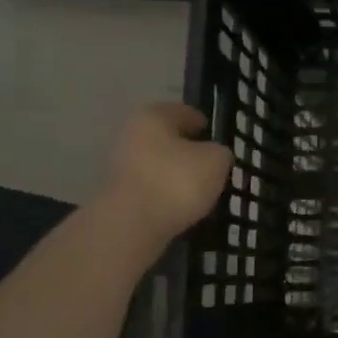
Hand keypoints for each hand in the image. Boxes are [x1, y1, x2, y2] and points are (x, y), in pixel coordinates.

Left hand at [99, 103, 232, 241]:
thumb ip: (220, 152)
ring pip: (157, 164)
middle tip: (210, 163)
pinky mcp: (117, 195)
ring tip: (199, 189)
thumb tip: (213, 155)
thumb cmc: (177, 181)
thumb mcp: (216, 161)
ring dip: (175, 173)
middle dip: (187, 150)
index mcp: (153, 117)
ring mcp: (120, 166)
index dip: (202, 122)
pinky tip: (182, 205)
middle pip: (166, 138)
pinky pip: (150, 188)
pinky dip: (165, 193)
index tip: (215, 136)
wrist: (131, 225)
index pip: (183, 112)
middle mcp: (130, 135)